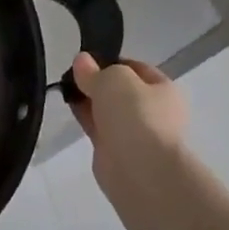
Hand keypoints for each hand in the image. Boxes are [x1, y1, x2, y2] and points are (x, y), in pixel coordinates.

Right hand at [68, 53, 188, 169]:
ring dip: (89, 100)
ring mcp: (134, 133)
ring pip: (107, 110)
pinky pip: (97, 127)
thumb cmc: (135, 115)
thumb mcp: (113, 79)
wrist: (139, 169)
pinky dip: (84, 117)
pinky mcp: (115, 151)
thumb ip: (95, 70)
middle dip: (97, 82)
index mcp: (163, 90)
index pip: (135, 68)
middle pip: (120, 91)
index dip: (110, 61)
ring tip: (65, 88)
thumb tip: (82, 61)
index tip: (85, 60)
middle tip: (71, 74)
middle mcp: (152, 111)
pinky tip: (68, 107)